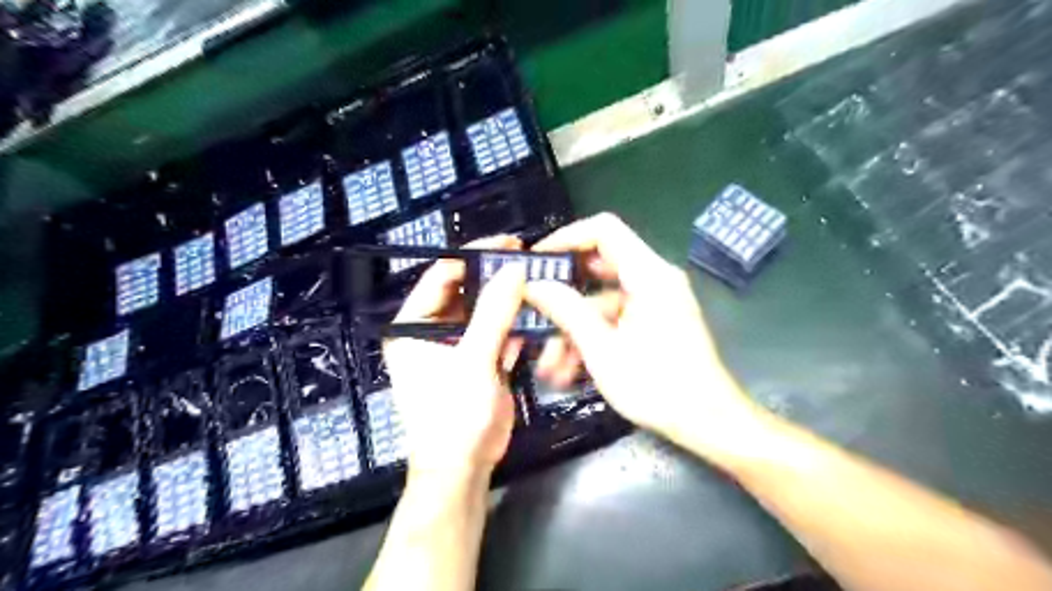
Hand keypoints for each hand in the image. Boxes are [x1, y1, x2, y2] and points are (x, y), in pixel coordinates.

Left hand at [383, 235, 524, 478]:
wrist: (463, 467)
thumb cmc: (454, 414)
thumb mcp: (473, 359)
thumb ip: (494, 312)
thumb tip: (513, 269)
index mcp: (413, 324)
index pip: (441, 276)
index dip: (472, 256)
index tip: (506, 243)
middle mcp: (432, 330)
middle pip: (465, 291)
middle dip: (494, 275)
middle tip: (526, 257)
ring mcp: (458, 345)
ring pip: (484, 311)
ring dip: (507, 299)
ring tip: (536, 279)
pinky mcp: (479, 360)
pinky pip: (497, 333)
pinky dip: (515, 325)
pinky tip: (535, 313)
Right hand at [524, 214, 766, 459]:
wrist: (708, 423)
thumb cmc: (657, 385)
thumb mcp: (602, 349)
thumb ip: (567, 310)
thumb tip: (534, 284)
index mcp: (648, 274)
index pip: (604, 230)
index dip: (566, 237)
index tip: (537, 260)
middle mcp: (654, 280)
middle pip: (598, 268)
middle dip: (563, 293)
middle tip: (532, 308)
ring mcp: (654, 303)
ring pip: (602, 302)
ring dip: (573, 329)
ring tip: (547, 365)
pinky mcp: (653, 324)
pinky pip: (615, 321)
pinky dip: (592, 339)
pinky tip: (568, 371)